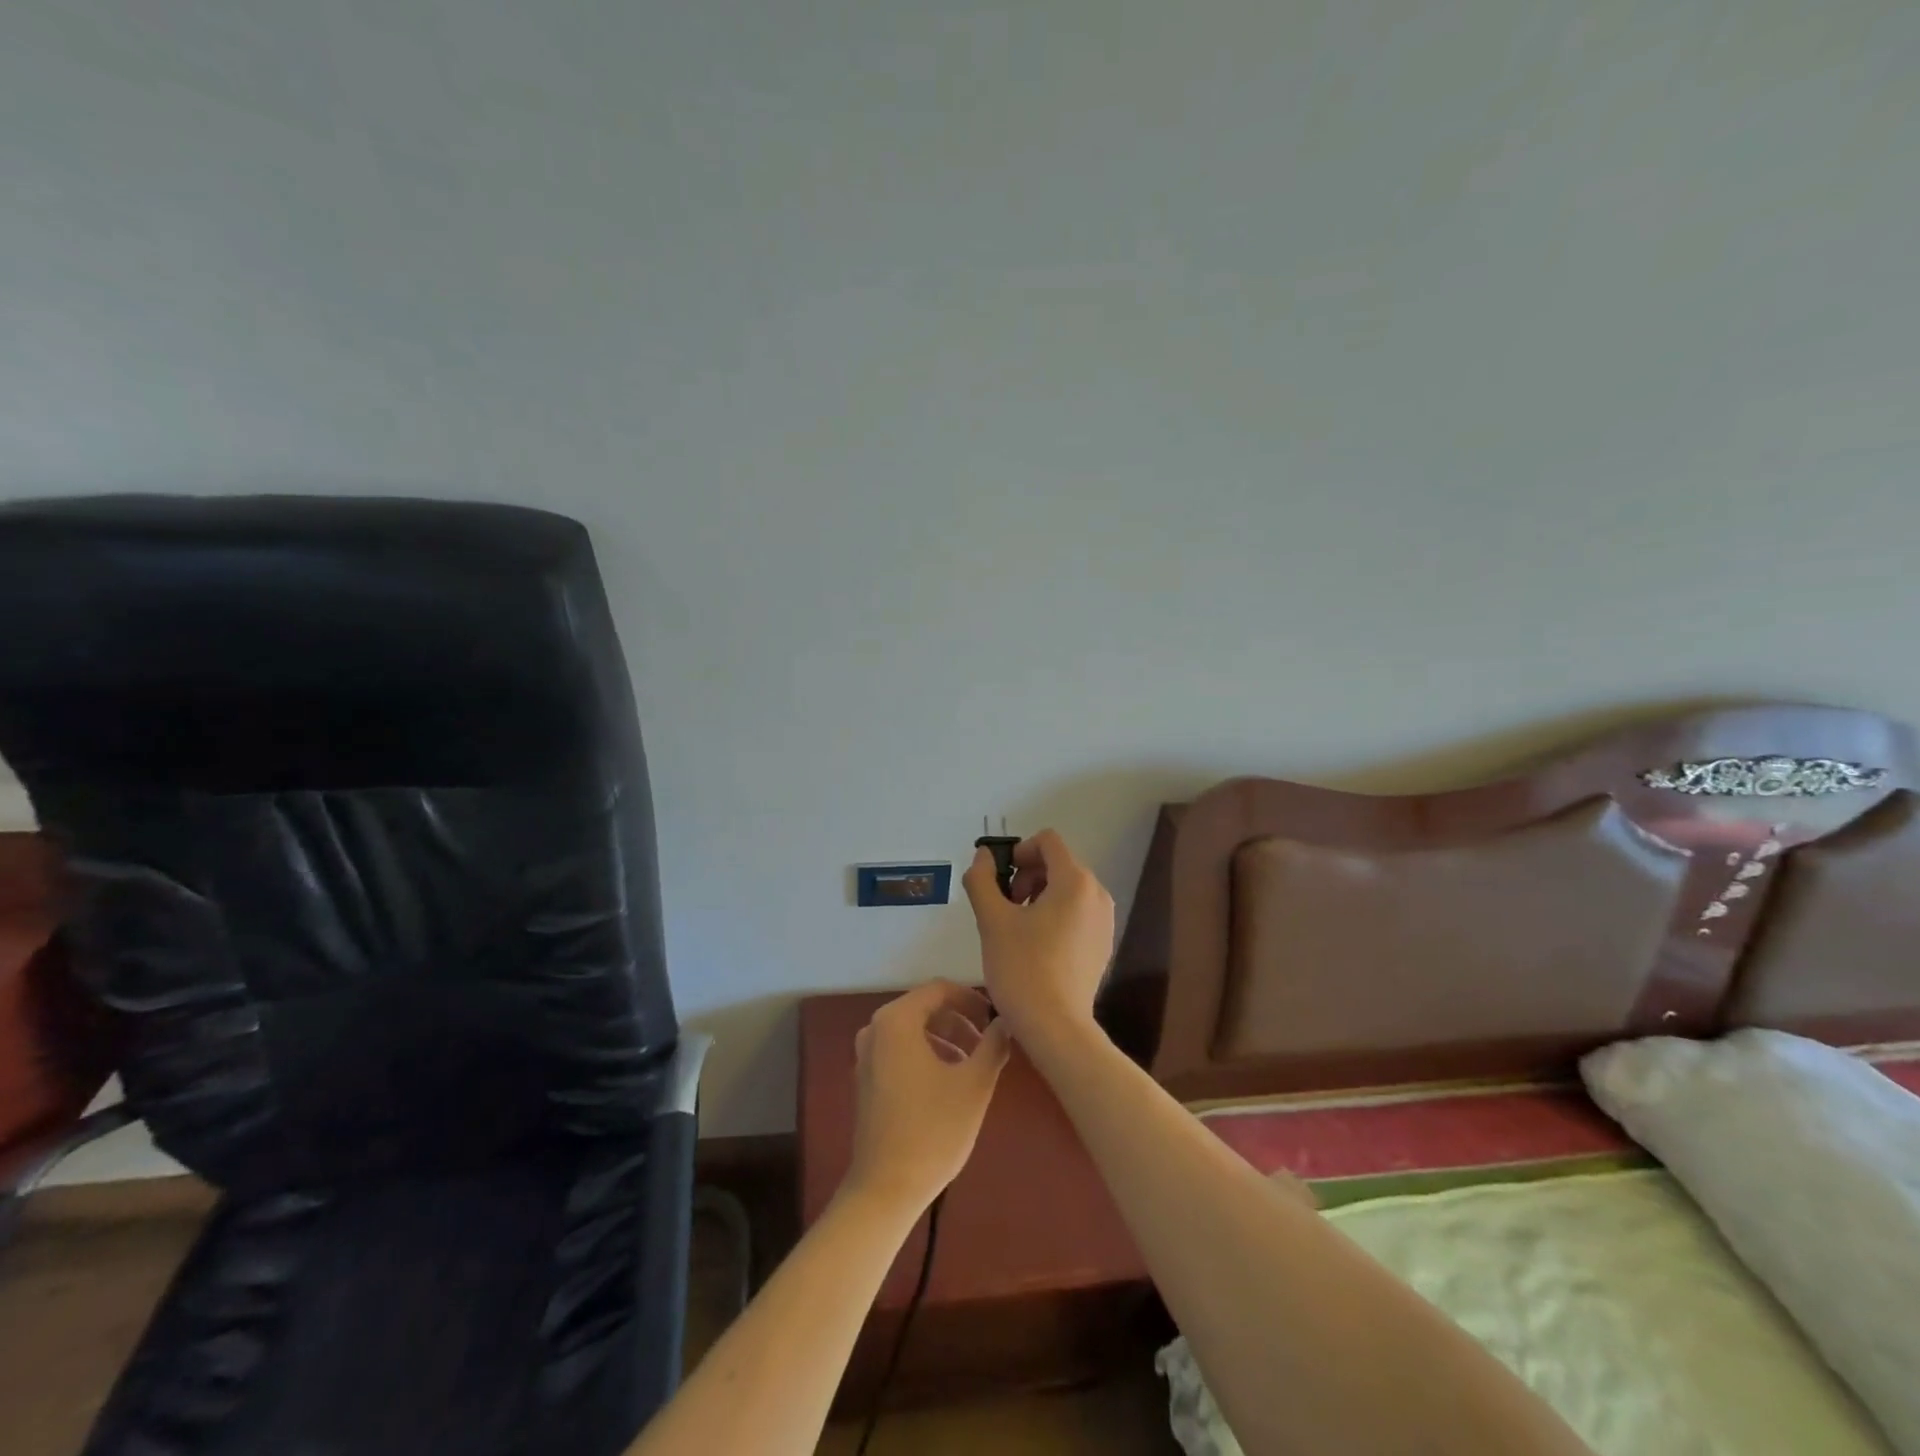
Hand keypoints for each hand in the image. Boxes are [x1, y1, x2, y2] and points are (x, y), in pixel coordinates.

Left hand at [846, 980, 1010, 1211]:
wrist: (886, 1189)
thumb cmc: (933, 1130)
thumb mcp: (975, 1084)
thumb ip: (993, 1045)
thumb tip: (1004, 1023)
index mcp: (896, 1020)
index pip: (939, 990)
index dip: (971, 999)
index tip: (994, 1019)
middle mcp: (875, 1029)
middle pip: (924, 1008)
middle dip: (959, 1021)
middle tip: (988, 1043)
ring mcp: (866, 1055)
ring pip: (913, 1031)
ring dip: (945, 1039)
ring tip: (973, 1065)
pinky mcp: (865, 1079)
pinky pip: (900, 1051)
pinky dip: (926, 1055)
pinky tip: (948, 1083)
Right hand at [962, 828, 1115, 1043]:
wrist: (1056, 1028)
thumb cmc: (1022, 968)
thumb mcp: (992, 920)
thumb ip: (982, 880)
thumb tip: (982, 856)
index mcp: (1075, 881)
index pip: (1048, 841)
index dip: (1019, 852)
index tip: (1000, 880)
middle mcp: (1097, 893)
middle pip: (1059, 863)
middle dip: (1027, 875)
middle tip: (1005, 906)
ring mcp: (1105, 920)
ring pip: (1068, 889)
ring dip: (1040, 895)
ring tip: (1018, 928)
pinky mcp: (1103, 944)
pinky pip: (1077, 912)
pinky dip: (1055, 915)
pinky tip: (1037, 946)